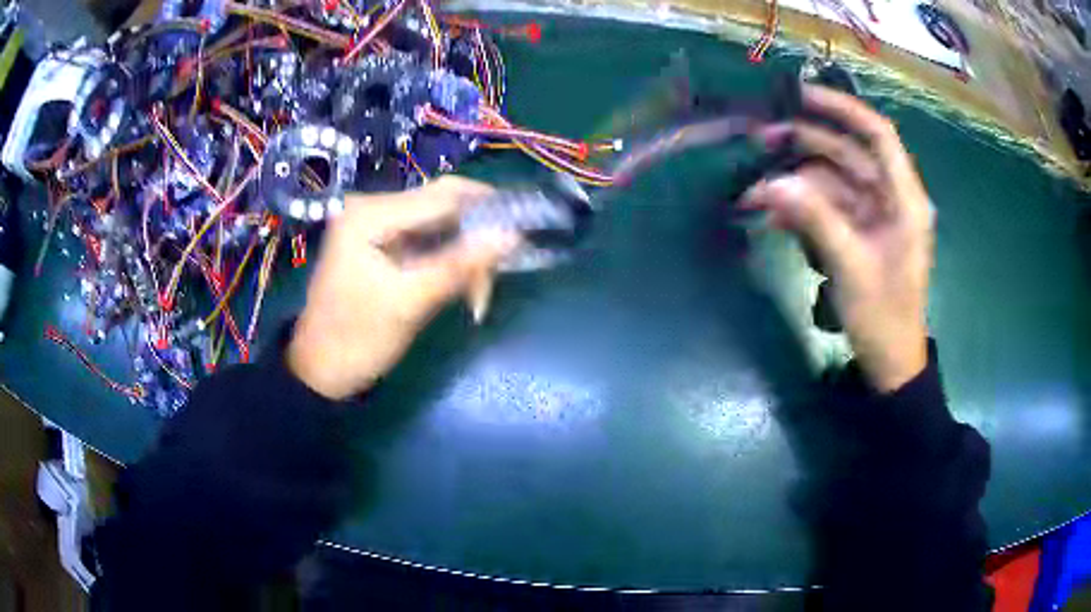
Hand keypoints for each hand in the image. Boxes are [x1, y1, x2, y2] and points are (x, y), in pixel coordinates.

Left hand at [287, 177, 518, 399]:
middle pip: (442, 206)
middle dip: (475, 238)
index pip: (443, 195)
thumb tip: (513, 236)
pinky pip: (427, 241)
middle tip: (498, 276)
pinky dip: (449, 262)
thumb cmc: (356, 340)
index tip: (525, 233)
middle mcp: (372, 208)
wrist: (319, 372)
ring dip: (465, 256)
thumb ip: (458, 266)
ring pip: (440, 225)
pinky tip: (461, 288)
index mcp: (369, 214)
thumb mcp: (409, 304)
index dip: (488, 208)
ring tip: (477, 298)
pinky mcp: (381, 244)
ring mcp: (376, 225)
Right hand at [741, 85, 933, 392]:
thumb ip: (815, 219)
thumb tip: (772, 183)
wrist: (889, 360)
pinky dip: (801, 205)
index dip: (843, 109)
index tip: (802, 95)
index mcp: (905, 199)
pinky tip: (774, 211)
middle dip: (806, 144)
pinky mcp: (858, 231)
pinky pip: (827, 205)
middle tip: (760, 139)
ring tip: (757, 190)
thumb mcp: (851, 266)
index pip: (878, 135)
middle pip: (848, 153)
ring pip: (832, 178)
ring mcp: (873, 214)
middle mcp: (891, 197)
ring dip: (796, 180)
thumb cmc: (884, 316)